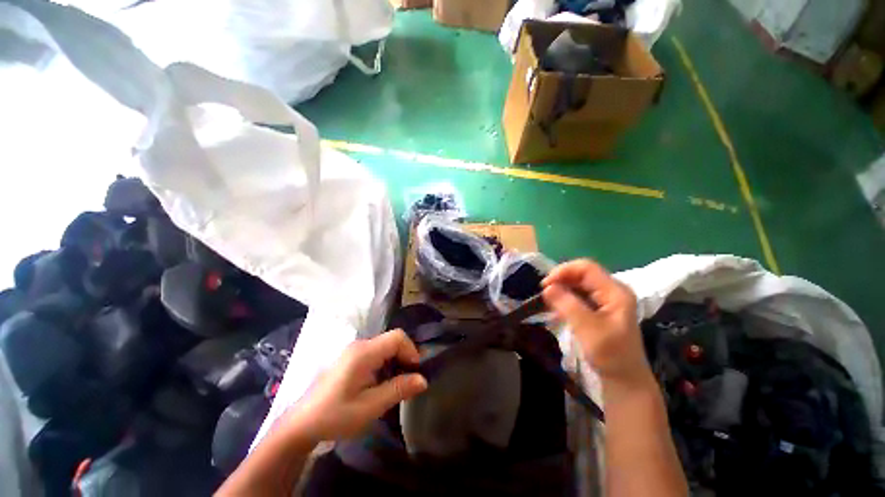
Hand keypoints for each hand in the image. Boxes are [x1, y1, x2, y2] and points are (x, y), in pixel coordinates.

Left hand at [279, 329, 427, 443]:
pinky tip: (381, 382)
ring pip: (385, 346)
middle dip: (404, 356)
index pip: (397, 337)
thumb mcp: (370, 407)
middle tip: (408, 380)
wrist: (301, 424)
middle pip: (392, 340)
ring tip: (397, 384)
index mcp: (364, 353)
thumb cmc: (335, 416)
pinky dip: (385, 363)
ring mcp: (353, 350)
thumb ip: (398, 389)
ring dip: (395, 361)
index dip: (411, 350)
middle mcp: (359, 345)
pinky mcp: (350, 358)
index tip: (415, 372)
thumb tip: (423, 379)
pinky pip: (376, 352)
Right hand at [542, 259, 650, 386]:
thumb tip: (547, 287)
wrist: (625, 380)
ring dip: (561, 288)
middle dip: (561, 279)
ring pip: (578, 283)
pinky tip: (556, 306)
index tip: (545, 285)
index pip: (586, 268)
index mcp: (615, 291)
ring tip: (547, 299)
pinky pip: (579, 294)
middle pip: (582, 273)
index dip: (563, 271)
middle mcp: (611, 290)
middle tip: (544, 293)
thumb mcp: (588, 329)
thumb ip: (567, 305)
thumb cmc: (610, 355)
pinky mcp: (599, 308)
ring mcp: (606, 299)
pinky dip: (565, 297)